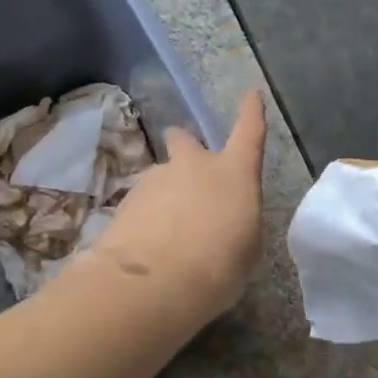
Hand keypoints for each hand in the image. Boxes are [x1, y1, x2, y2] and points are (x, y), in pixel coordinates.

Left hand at [88, 92, 268, 328]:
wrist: (154, 284)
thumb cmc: (219, 266)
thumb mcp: (246, 248)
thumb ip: (237, 222)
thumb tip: (223, 219)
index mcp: (233, 173)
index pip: (249, 133)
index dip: (252, 113)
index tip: (251, 94)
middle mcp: (192, 166)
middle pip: (185, 141)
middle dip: (186, 147)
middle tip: (189, 171)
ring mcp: (155, 181)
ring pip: (162, 177)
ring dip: (166, 195)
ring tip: (169, 234)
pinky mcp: (125, 203)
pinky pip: (142, 205)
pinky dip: (147, 220)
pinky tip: (148, 249)